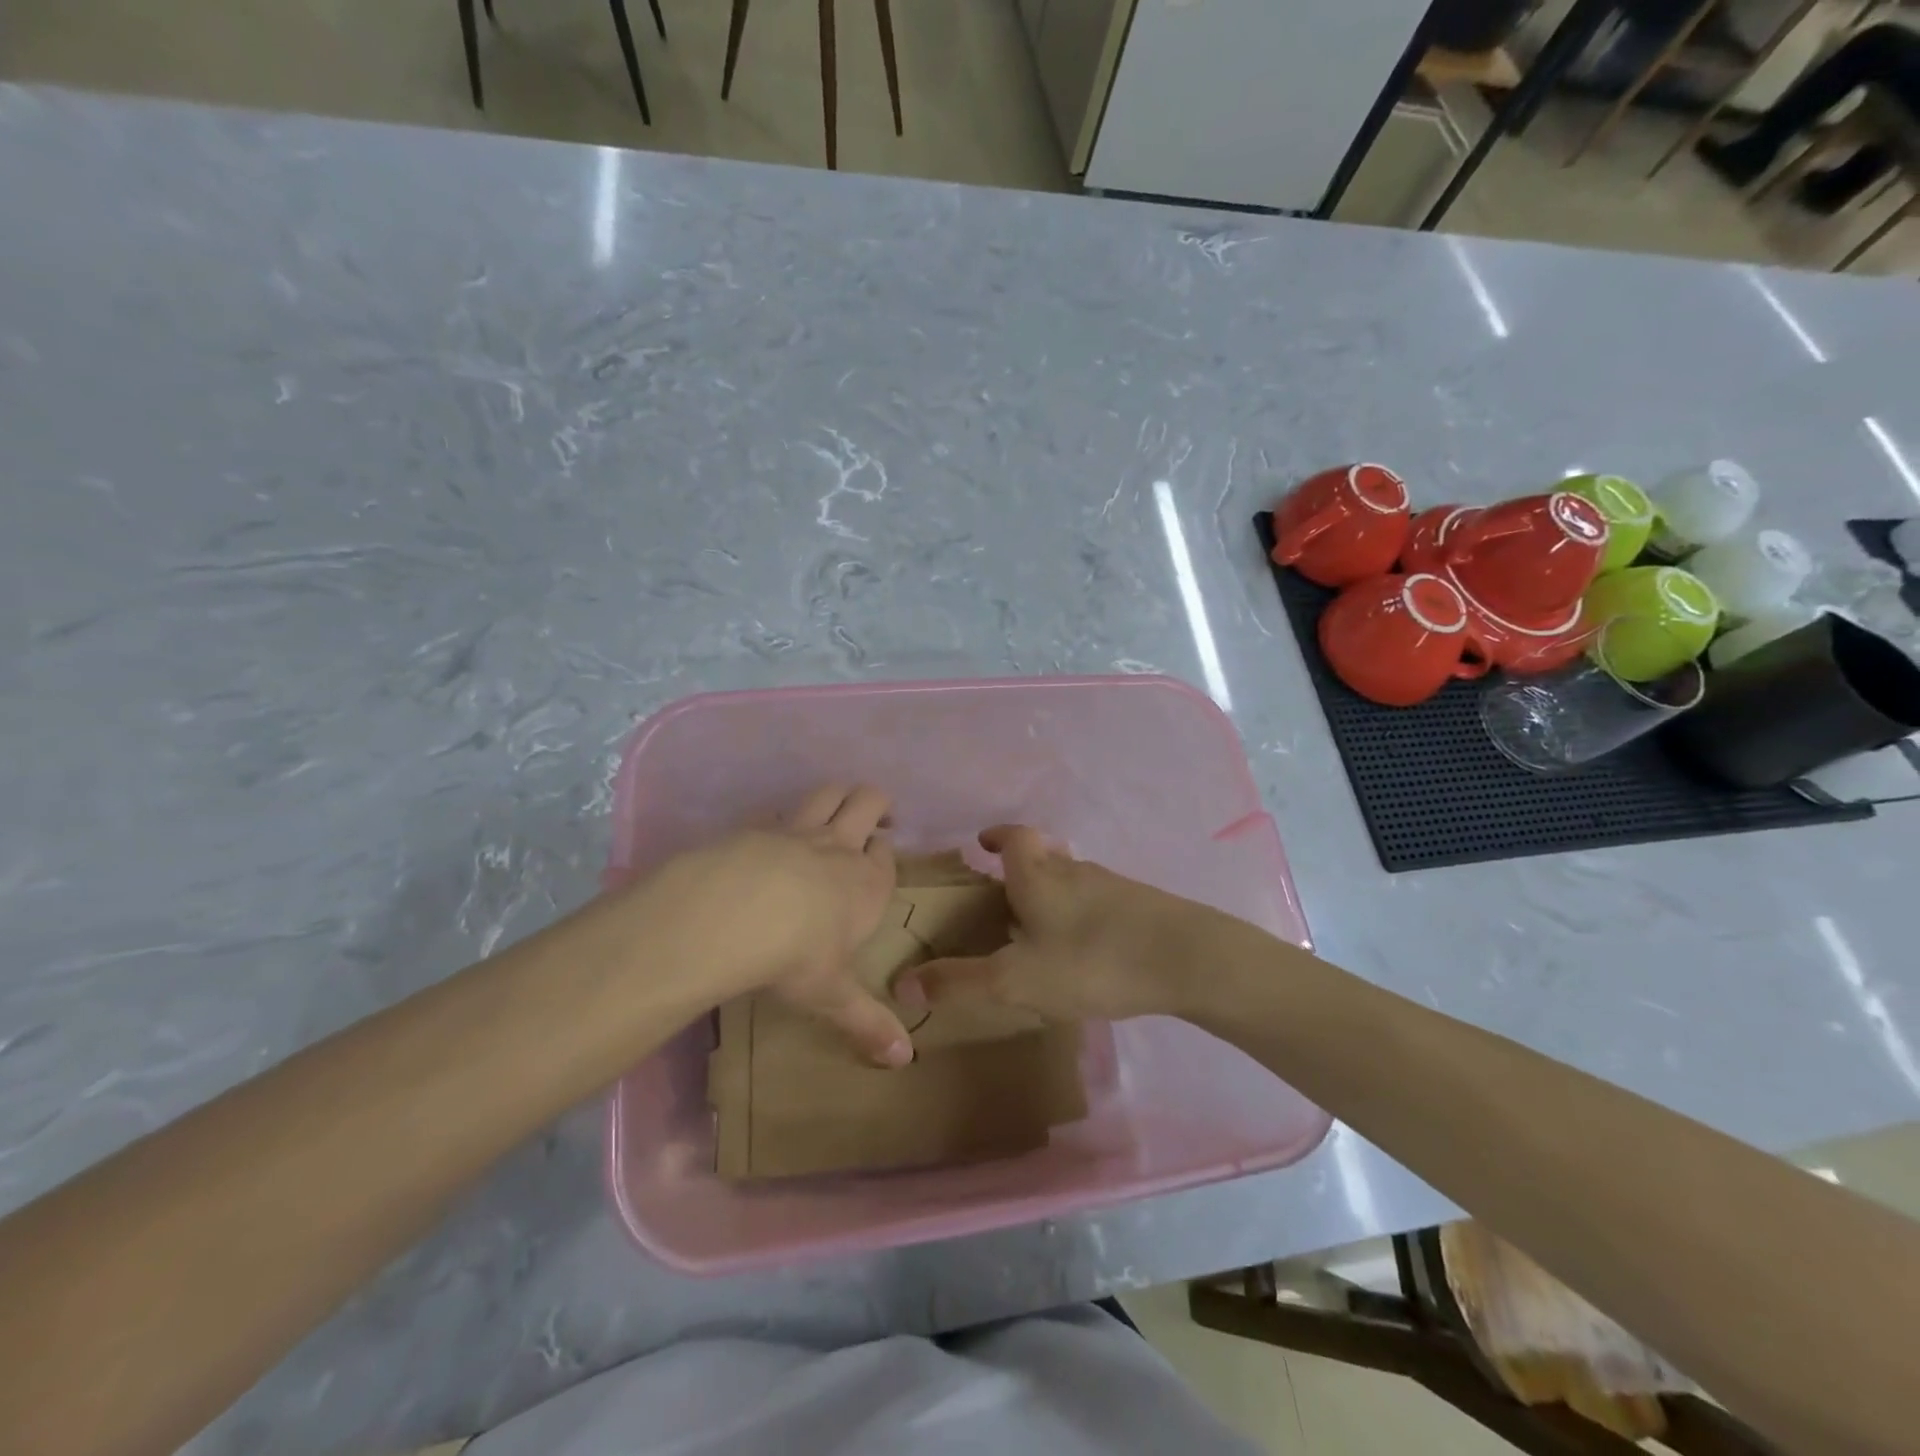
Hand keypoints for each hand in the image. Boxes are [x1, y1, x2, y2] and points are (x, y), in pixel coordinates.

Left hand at [637, 784, 912, 1066]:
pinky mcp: (758, 826)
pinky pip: (777, 810)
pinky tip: (771, 832)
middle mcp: (840, 848)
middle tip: (874, 820)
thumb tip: (904, 1061)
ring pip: (829, 792)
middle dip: (876, 805)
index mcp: (867, 883)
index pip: (886, 856)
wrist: (736, 912)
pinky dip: (782, 815)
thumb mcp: (833, 995)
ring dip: (838, 794)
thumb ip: (867, 1023)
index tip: (879, 861)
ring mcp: (798, 830)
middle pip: (869, 802)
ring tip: (837, 807)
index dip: (884, 855)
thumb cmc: (797, 955)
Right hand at [897, 826, 1223, 1022]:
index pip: (1013, 838)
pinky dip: (1081, 911)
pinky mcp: (1140, 905)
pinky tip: (1085, 946)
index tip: (982, 843)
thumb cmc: (1092, 961)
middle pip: (1043, 854)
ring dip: (1052, 889)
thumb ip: (960, 982)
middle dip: (1021, 866)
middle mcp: (1074, 870)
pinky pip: (1098, 899)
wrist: (1188, 958)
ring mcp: (1111, 885)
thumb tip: (901, 983)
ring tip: (1039, 923)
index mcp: (1039, 876)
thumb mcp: (1017, 979)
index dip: (996, 836)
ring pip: (1072, 876)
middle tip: (1004, 891)